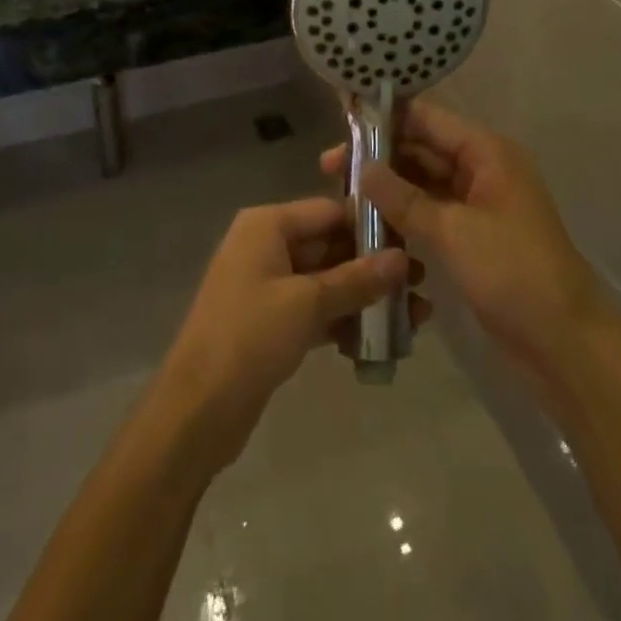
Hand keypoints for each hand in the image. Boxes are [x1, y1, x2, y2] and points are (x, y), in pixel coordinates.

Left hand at [153, 198, 421, 471]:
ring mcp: (268, 285)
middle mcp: (266, 246)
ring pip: (327, 281)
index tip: (415, 241)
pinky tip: (382, 339)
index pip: (329, 210)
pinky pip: (316, 310)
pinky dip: (345, 320)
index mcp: (267, 225)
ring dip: (366, 297)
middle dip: (374, 266)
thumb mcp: (307, 303)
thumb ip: (357, 279)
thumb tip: (403, 259)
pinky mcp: (272, 322)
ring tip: (417, 316)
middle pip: (330, 245)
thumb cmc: (249, 337)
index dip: (371, 225)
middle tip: (423, 283)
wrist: (197, 410)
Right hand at [322, 100, 603, 384]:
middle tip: (328, 169)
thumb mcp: (454, 231)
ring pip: (423, 182)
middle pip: (422, 148)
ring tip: (341, 196)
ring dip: (387, 187)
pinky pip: (430, 212)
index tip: (342, 121)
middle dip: (379, 157)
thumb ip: (404, 198)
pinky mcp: (471, 235)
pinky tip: (369, 224)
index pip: (427, 118)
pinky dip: (403, 214)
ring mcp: (477, 203)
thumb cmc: (514, 272)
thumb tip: (362, 168)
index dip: (386, 117)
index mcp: (486, 152)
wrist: (565, 342)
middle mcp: (481, 169)